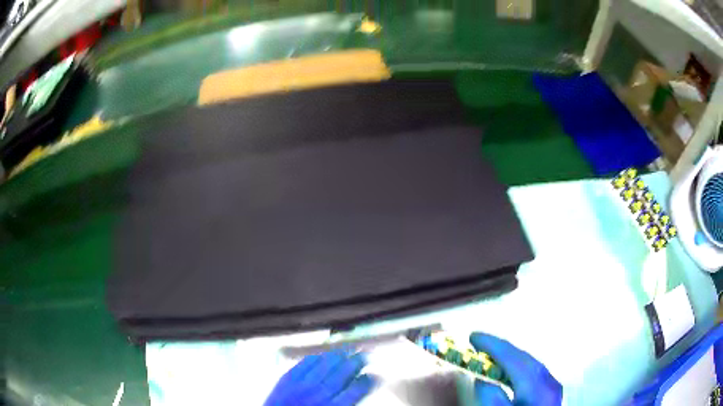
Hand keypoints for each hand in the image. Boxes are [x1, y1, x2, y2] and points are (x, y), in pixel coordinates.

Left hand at [264, 350, 376, 405]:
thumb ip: (345, 403)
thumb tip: (357, 390)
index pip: (356, 390)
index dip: (367, 381)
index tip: (374, 375)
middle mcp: (319, 394)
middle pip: (342, 374)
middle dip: (356, 362)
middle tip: (365, 353)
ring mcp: (301, 385)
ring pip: (324, 365)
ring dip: (338, 356)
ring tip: (347, 349)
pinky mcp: (286, 379)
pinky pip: (303, 364)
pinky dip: (314, 358)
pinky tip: (321, 355)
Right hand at [470, 332, 561, 405]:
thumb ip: (491, 399)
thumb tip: (481, 380)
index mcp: (538, 388)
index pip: (513, 359)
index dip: (493, 346)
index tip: (473, 336)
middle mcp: (549, 383)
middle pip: (524, 358)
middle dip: (500, 348)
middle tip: (478, 343)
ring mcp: (553, 388)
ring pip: (530, 364)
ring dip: (508, 358)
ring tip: (489, 355)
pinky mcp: (551, 393)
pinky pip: (533, 373)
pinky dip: (517, 368)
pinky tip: (507, 373)